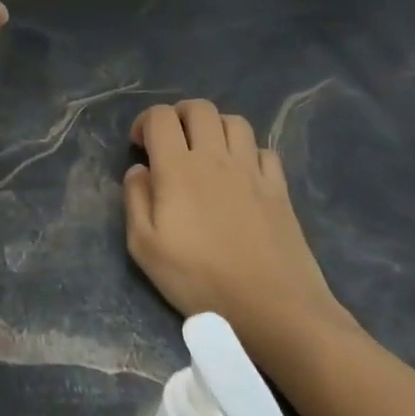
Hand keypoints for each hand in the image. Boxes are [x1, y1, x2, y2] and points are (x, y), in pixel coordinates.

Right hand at [123, 100, 350, 340]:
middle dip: (179, 115)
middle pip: (200, 108)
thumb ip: (135, 200)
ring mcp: (252, 170)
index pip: (161, 117)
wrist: (272, 306)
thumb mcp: (145, 248)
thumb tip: (139, 170)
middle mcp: (215, 157)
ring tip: (206, 152)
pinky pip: (264, 150)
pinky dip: (248, 152)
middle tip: (171, 141)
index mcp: (178, 168)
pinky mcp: (279, 188)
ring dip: (215, 127)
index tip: (140, 147)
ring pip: (235, 122)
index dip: (145, 122)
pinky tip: (241, 174)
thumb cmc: (199, 279)